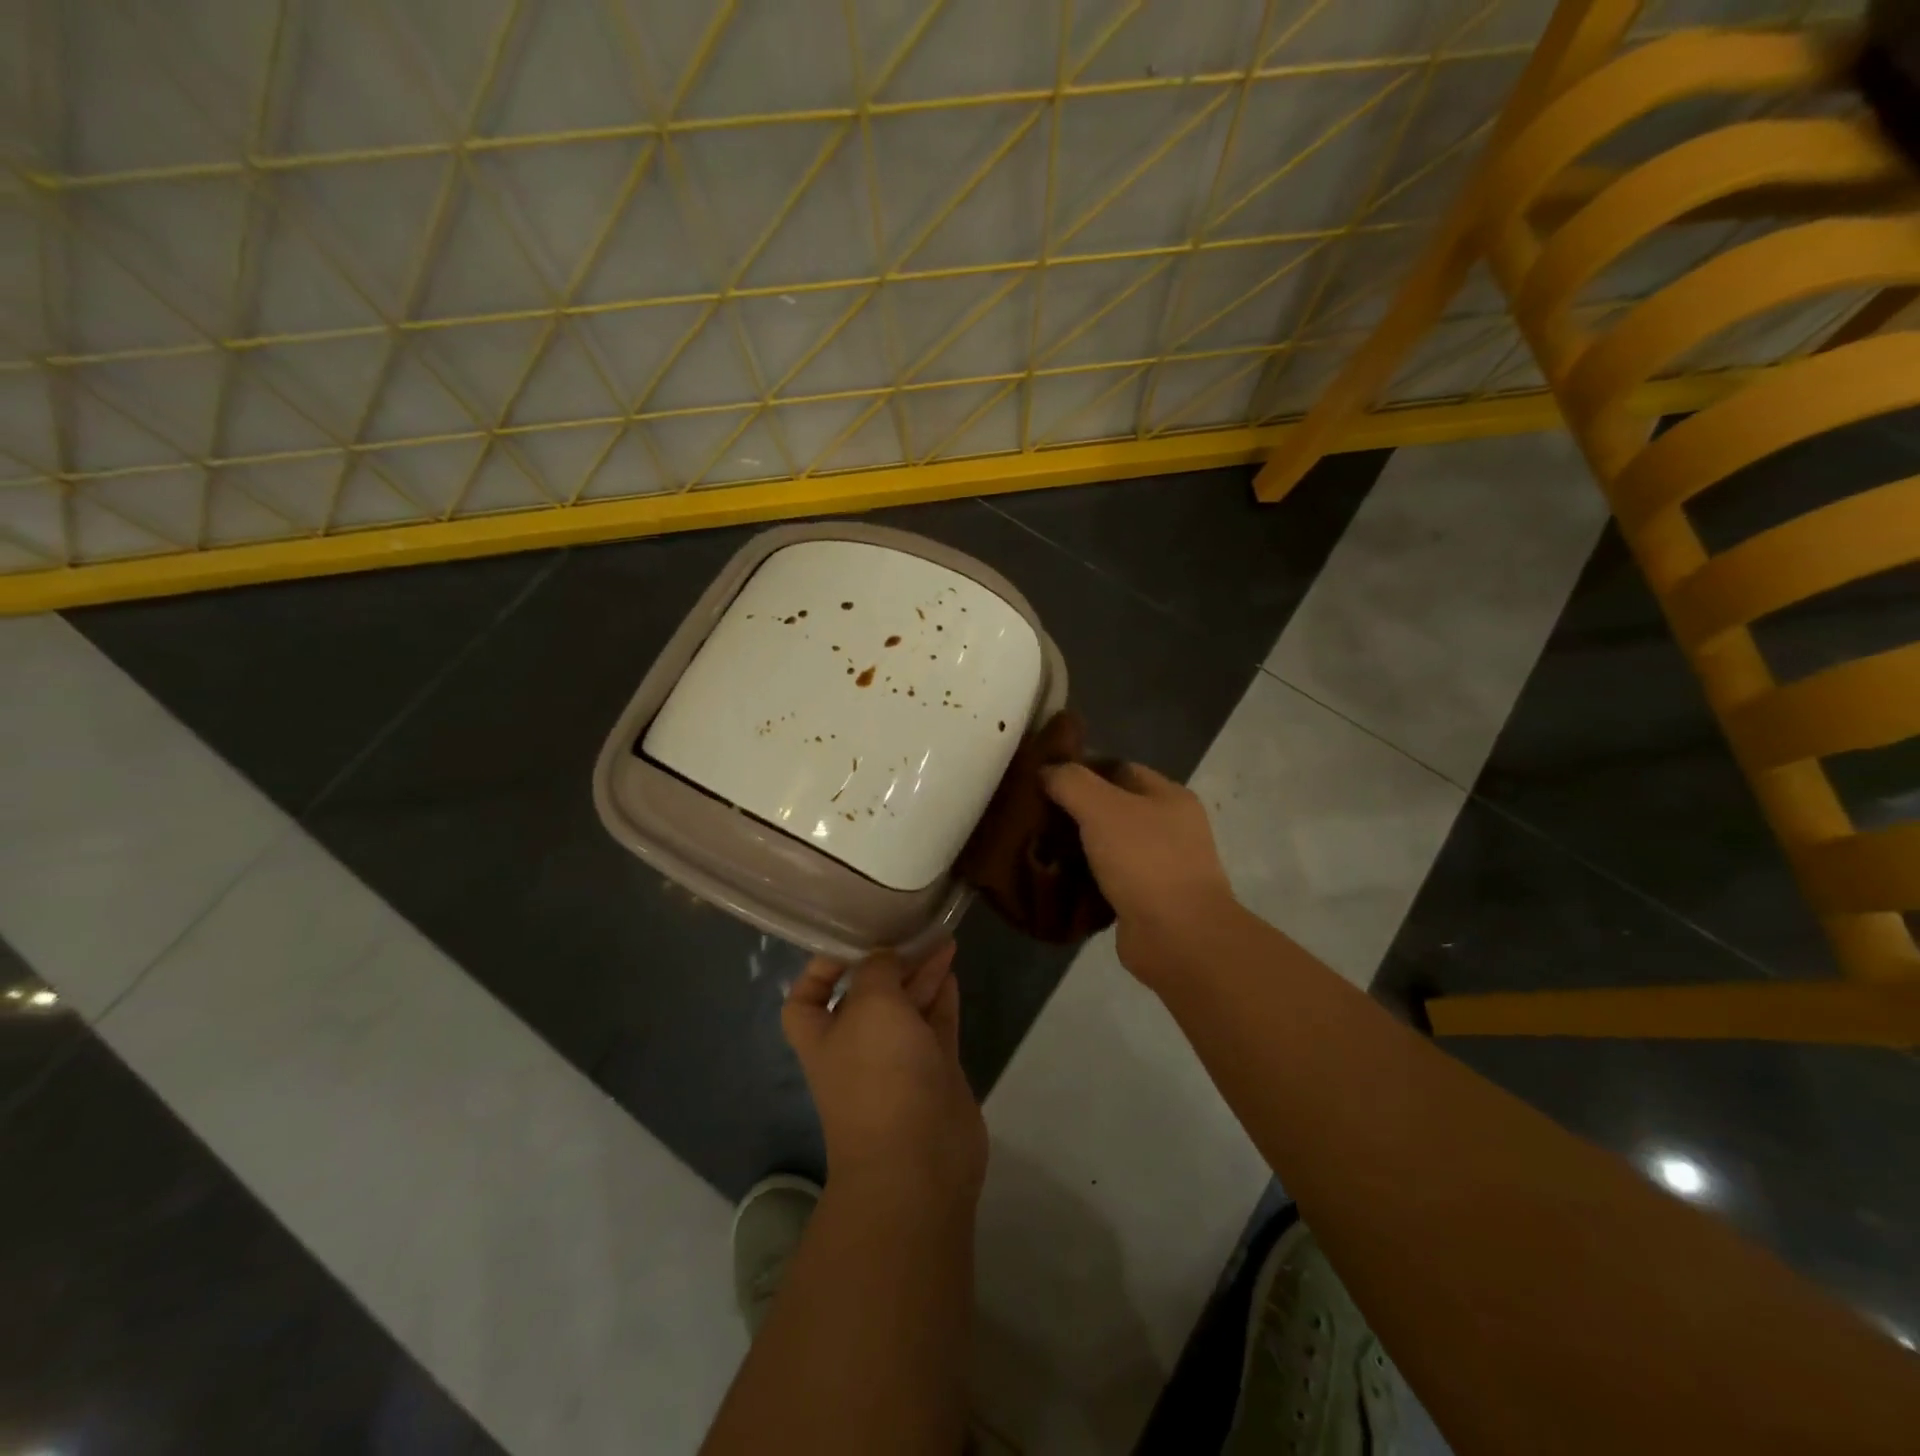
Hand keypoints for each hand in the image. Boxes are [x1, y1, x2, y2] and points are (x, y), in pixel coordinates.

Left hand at [783, 943, 986, 1204]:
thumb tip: (885, 957)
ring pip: (907, 1007)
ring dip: (921, 973)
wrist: (920, 1160)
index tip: (851, 939)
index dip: (821, 967)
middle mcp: (857, 1046)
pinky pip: (936, 1025)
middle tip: (915, 927)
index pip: (807, 996)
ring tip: (944, 938)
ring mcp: (898, 1061)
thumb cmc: (880, 1073)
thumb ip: (877, 969)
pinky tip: (951, 971)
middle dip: (888, 962)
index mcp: (823, 1034)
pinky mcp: (934, 1073)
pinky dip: (942, 998)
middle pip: (868, 994)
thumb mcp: (870, 1004)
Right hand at [1044, 761, 1237, 984]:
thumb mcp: (1102, 808)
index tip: (1043, 778)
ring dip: (1076, 847)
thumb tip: (1046, 770)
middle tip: (1033, 814)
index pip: (1118, 769)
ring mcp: (1160, 866)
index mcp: (1169, 796)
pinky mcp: (1145, 900)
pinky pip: (1107, 880)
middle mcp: (1169, 828)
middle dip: (1074, 810)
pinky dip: (1084, 879)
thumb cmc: (1144, 861)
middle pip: (1112, 808)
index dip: (1082, 770)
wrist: (1178, 937)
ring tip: (1036, 845)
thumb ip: (1071, 782)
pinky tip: (1055, 878)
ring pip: (1108, 845)